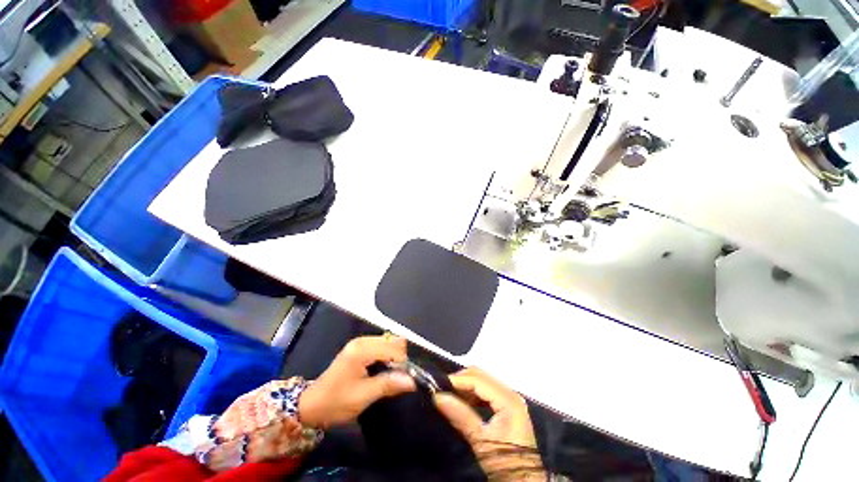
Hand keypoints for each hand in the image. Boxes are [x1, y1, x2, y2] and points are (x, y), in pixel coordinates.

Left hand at [298, 335, 415, 428]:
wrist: (311, 406)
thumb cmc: (336, 402)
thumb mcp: (364, 396)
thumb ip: (389, 384)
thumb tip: (412, 381)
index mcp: (362, 349)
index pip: (393, 347)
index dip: (402, 362)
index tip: (404, 379)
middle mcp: (362, 341)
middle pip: (393, 340)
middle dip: (399, 357)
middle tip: (395, 377)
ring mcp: (360, 343)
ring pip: (388, 342)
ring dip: (394, 357)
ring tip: (389, 375)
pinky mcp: (358, 348)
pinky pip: (381, 346)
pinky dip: (387, 356)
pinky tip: (382, 370)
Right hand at [434, 367, 542, 478]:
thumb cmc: (505, 462)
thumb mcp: (481, 441)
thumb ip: (460, 415)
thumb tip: (438, 397)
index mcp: (508, 399)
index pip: (478, 380)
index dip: (457, 380)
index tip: (437, 385)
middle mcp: (510, 393)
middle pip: (481, 375)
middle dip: (460, 380)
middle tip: (442, 390)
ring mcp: (509, 398)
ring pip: (482, 381)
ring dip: (465, 386)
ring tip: (449, 395)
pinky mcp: (506, 405)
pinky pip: (486, 391)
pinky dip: (472, 393)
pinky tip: (462, 401)